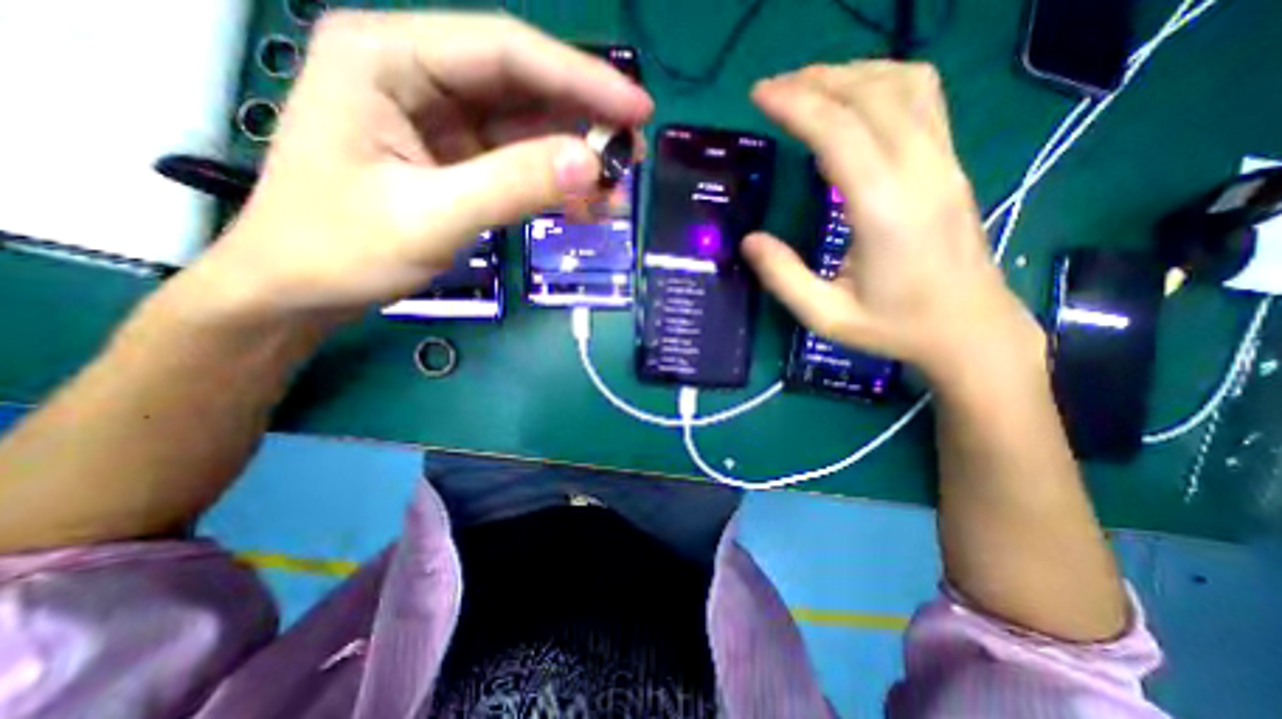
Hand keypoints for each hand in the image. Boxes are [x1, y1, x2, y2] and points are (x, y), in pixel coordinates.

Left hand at [189, 10, 650, 322]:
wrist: (301, 289)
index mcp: (390, 58)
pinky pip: (519, 164)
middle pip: (524, 88)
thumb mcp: (429, 217)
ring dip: (575, 158)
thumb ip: (512, 186)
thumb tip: (591, 166)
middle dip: (584, 121)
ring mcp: (442, 122)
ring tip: (618, 188)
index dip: (581, 79)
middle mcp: (419, 76)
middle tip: (633, 154)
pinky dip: (555, 184)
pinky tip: (587, 206)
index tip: (638, 109)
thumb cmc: (342, 248)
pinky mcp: (459, 161)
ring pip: (528, 129)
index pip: (507, 52)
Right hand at [743, 61, 1038, 388]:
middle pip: (869, 95)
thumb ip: (784, 278)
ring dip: (850, 74)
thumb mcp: (826, 316)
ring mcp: (944, 161)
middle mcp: (919, 171)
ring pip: (903, 84)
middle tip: (772, 89)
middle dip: (815, 81)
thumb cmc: (894, 327)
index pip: (839, 132)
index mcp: (883, 209)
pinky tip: (857, 96)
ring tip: (808, 86)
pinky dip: (883, 81)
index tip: (759, 96)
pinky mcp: (951, 163)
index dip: (796, 105)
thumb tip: (748, 240)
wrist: (970, 329)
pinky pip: (924, 98)